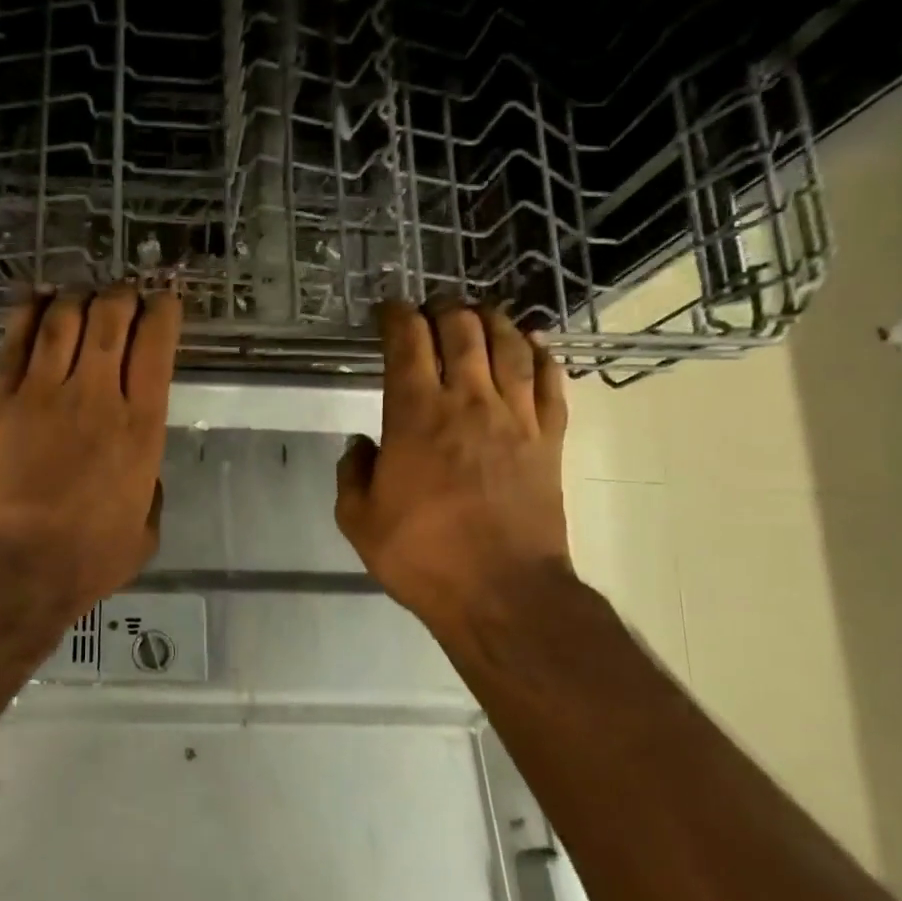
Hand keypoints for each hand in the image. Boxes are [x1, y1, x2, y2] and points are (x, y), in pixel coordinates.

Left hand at [0, 285, 181, 619]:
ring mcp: (43, 393)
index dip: (162, 313)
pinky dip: (29, 313)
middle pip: (110, 320)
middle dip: (121, 296)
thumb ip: (150, 494)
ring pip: (63, 321)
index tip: (163, 302)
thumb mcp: (144, 532)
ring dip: (77, 298)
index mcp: (140, 427)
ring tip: (81, 294)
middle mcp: (96, 397)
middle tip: (122, 295)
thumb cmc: (86, 559)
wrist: (13, 566)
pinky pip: (16, 342)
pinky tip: (36, 299)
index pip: (155, 348)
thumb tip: (144, 475)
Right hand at [335, 302, 570, 636]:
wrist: (501, 591)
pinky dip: (540, 353)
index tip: (387, 310)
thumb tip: (361, 444)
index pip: (407, 342)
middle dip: (442, 309)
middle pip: (461, 330)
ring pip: (508, 345)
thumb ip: (352, 472)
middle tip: (430, 309)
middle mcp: (467, 401)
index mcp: (415, 415)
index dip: (396, 316)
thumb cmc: (421, 555)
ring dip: (491, 320)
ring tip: (478, 313)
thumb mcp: (358, 520)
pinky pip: (550, 380)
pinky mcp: (549, 438)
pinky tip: (532, 342)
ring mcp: (515, 417)